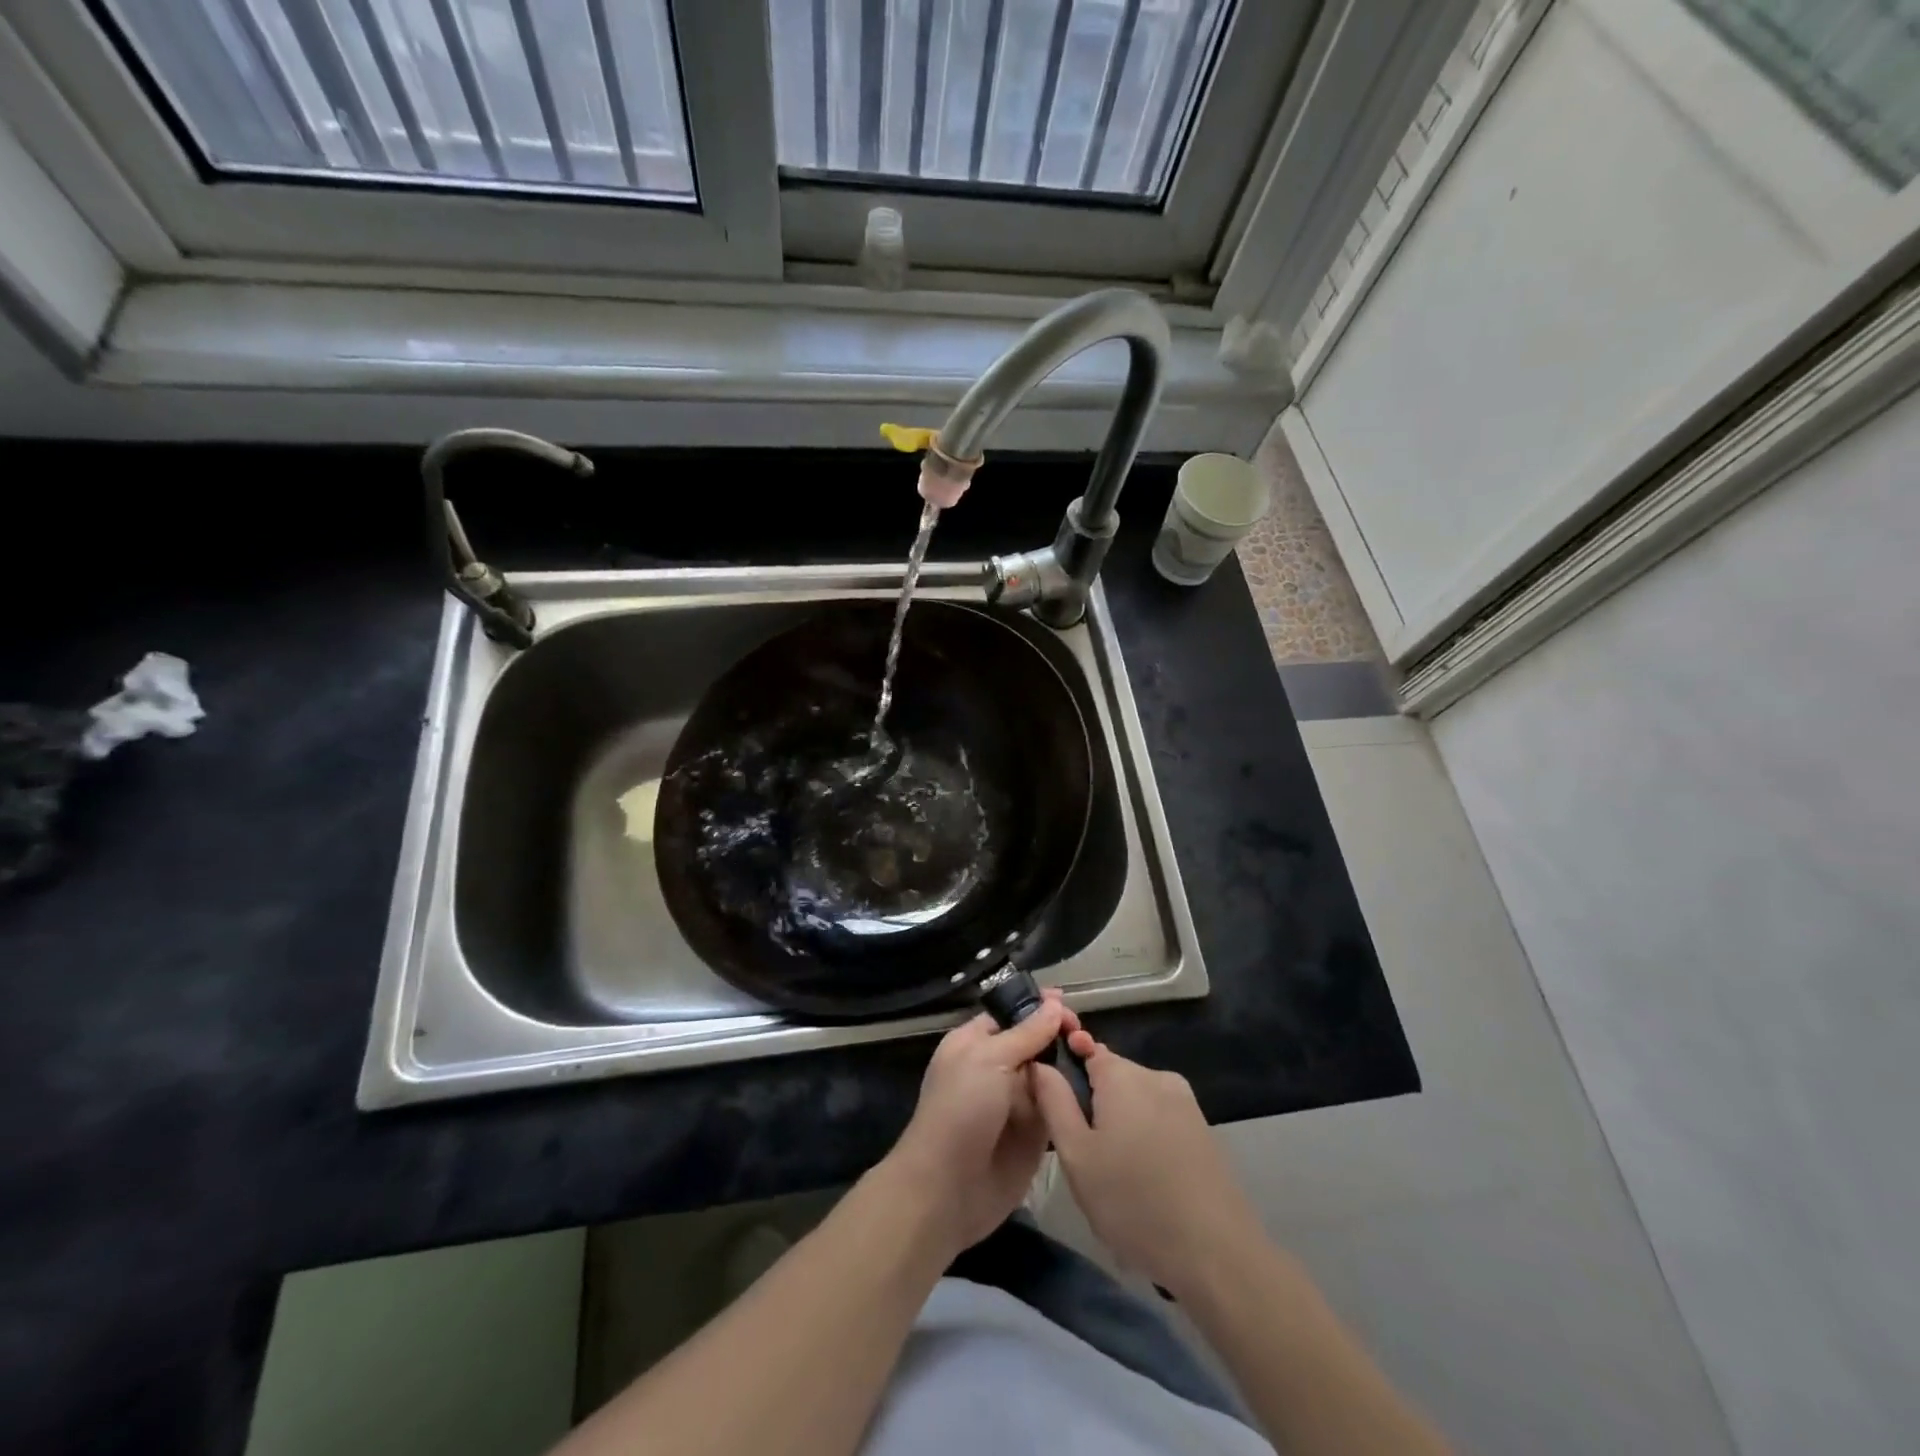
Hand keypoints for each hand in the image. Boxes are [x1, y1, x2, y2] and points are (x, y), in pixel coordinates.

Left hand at [885, 992, 1080, 1256]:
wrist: (948, 1189)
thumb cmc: (960, 1111)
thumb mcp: (989, 1060)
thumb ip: (1026, 1033)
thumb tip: (1055, 1003)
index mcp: (976, 1043)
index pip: (1012, 1014)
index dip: (1039, 1007)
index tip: (1069, 1004)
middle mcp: (997, 1069)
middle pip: (1036, 1043)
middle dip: (1060, 1036)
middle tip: (1086, 1038)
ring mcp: (1017, 1102)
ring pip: (1051, 1074)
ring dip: (1072, 1066)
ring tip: (1097, 1058)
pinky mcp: (1035, 1135)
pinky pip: (1059, 1108)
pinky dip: (1075, 1099)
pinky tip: (1100, 1090)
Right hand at [1030, 1030, 1261, 1295]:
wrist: (1216, 1254)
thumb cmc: (1133, 1202)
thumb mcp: (1076, 1155)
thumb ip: (1053, 1101)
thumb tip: (1040, 1063)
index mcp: (1122, 1074)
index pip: (1084, 1048)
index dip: (1067, 1072)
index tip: (1058, 1109)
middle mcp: (1155, 1075)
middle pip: (1111, 1076)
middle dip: (1094, 1105)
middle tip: (1084, 1156)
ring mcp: (1185, 1102)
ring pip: (1135, 1100)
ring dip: (1120, 1124)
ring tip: (1114, 1176)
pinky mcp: (1203, 1129)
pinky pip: (1159, 1119)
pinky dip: (1146, 1139)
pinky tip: (1145, 1181)